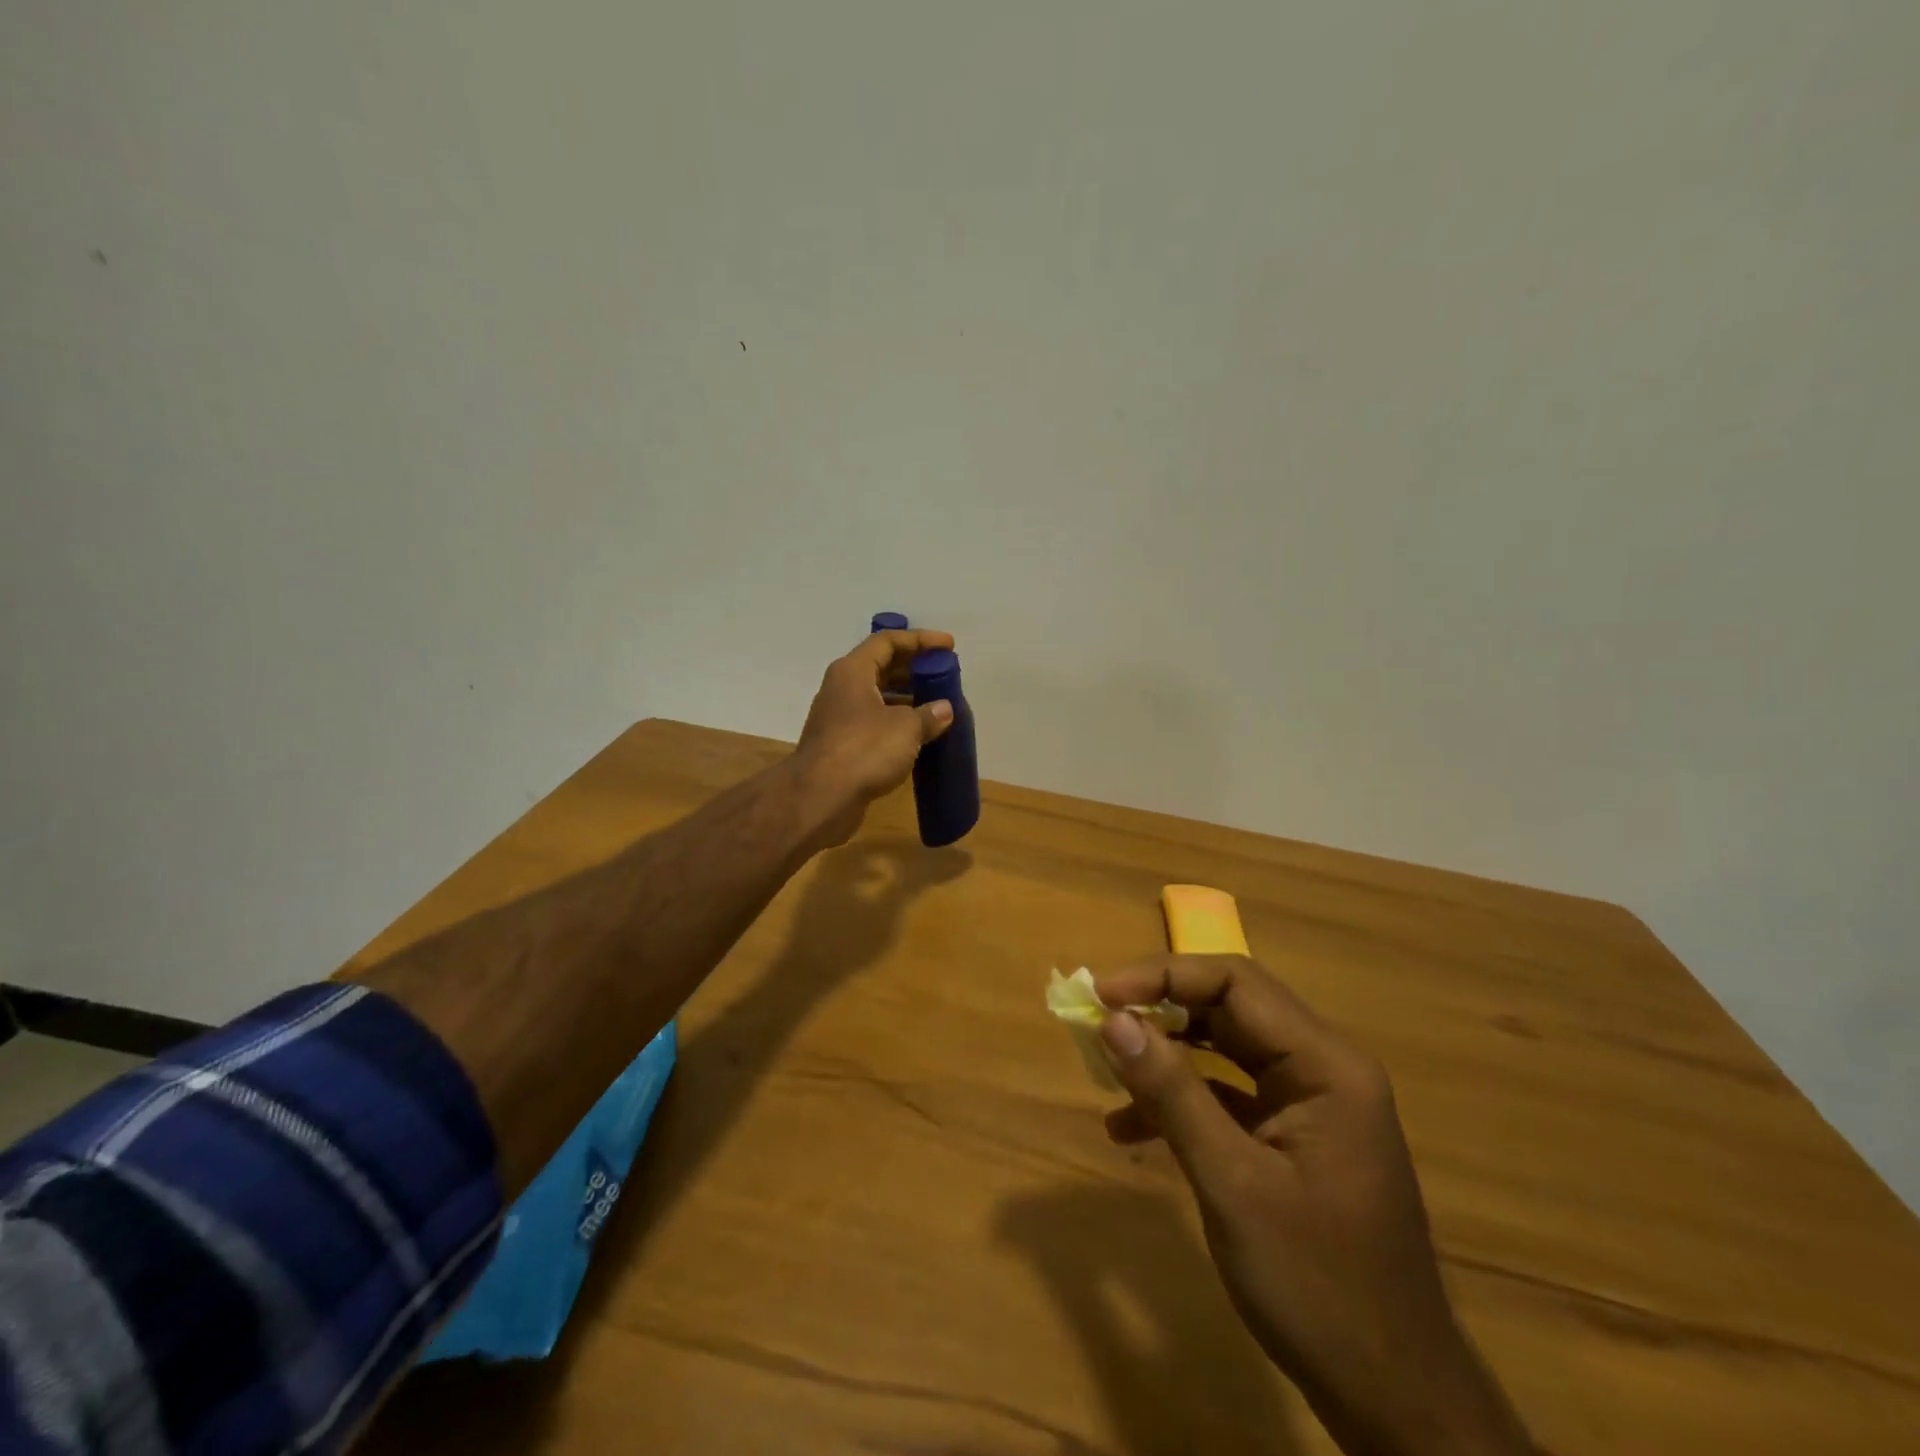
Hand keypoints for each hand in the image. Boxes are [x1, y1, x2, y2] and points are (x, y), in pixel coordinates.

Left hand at [792, 629, 955, 847]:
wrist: (820, 798)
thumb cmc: (864, 750)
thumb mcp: (906, 728)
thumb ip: (928, 715)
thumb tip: (944, 709)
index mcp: (852, 671)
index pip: (887, 642)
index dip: (920, 640)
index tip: (948, 646)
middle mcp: (842, 689)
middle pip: (880, 667)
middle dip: (914, 669)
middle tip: (944, 676)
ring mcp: (838, 718)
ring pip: (877, 697)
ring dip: (906, 699)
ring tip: (937, 706)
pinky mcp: (840, 746)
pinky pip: (873, 723)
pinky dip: (896, 723)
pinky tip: (919, 737)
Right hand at [1095, 956, 1532, 1455]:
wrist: (1394, 1400)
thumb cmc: (1317, 1285)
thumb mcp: (1232, 1183)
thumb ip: (1172, 1092)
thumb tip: (1113, 1019)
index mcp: (1326, 1065)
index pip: (1236, 982)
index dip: (1163, 976)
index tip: (1103, 994)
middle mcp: (1323, 1068)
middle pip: (1230, 1008)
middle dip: (1160, 1010)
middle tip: (1099, 1022)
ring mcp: (1311, 1103)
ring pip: (1225, 1049)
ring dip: (1166, 1055)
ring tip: (1108, 1071)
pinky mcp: (1295, 1137)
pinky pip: (1230, 1094)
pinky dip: (1182, 1100)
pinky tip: (1133, 1130)